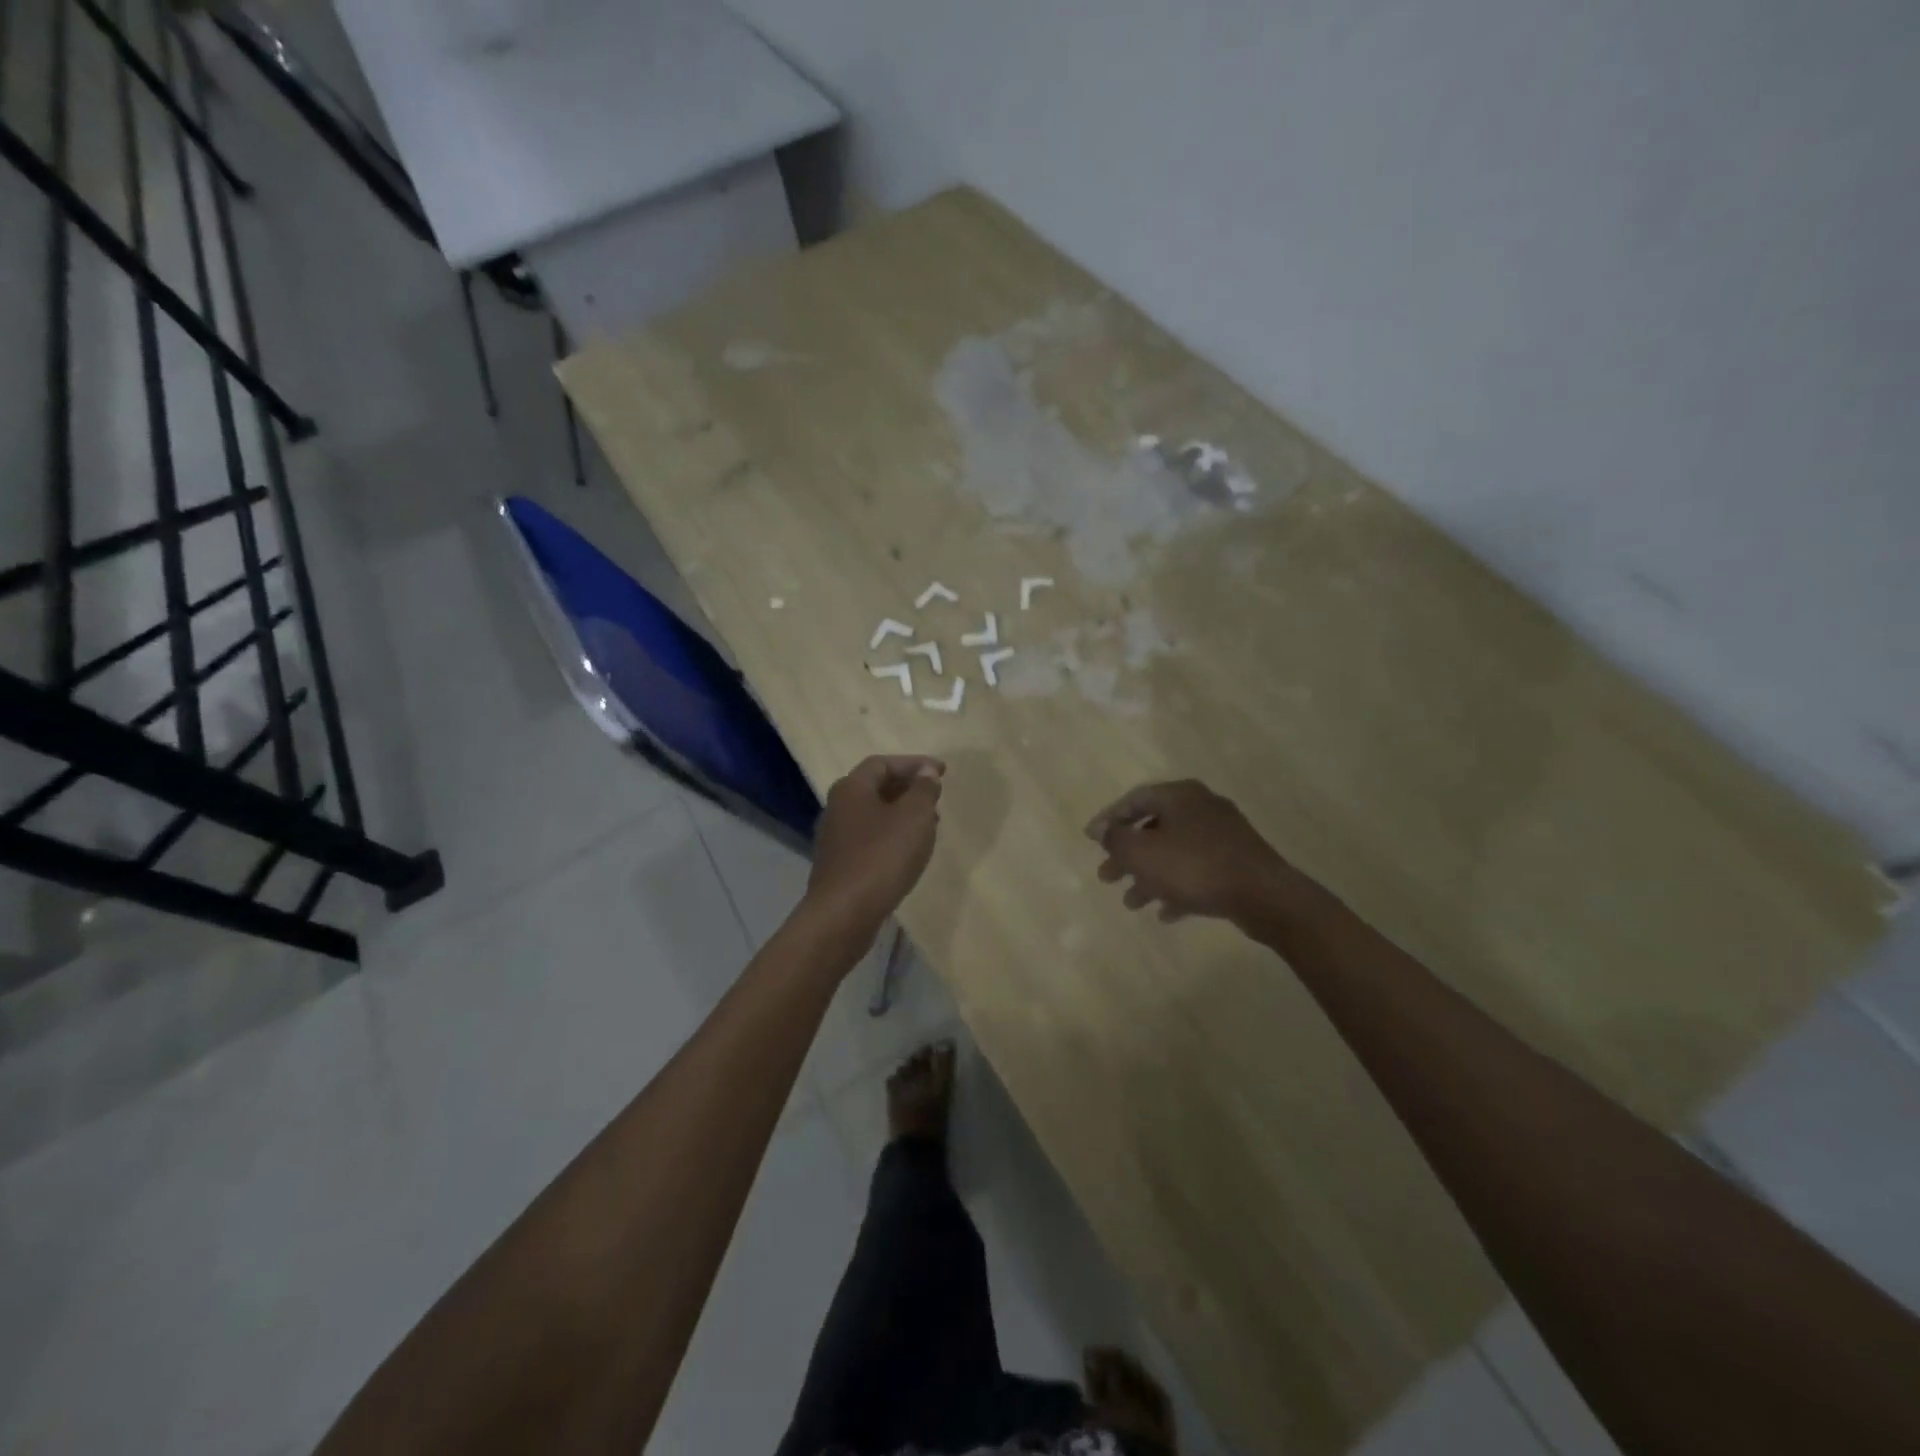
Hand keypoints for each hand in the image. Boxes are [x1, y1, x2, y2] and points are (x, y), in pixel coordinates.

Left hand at [803, 755, 945, 945]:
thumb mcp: (914, 817)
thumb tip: (926, 771)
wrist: (843, 914)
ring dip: (901, 813)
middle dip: (908, 788)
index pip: (883, 763)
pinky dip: (891, 835)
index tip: (941, 772)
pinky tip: (908, 852)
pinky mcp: (838, 863)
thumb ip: (923, 789)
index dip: (914, 763)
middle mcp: (837, 806)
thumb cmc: (882, 857)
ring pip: (873, 814)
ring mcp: (835, 837)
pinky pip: (869, 838)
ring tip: (929, 825)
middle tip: (935, 796)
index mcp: (852, 788)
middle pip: (875, 787)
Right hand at [1085, 779, 1299, 924]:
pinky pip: (1198, 872)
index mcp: (1180, 795)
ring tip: (1131, 903)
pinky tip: (1166, 913)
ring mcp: (1223, 835)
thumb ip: (1115, 838)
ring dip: (1149, 876)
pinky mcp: (1237, 862)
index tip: (1091, 841)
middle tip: (1106, 877)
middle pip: (1154, 828)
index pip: (1135, 799)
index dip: (1109, 820)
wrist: (1263, 896)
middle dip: (1128, 856)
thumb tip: (1100, 828)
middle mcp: (1202, 808)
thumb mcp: (1142, 852)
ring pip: (1175, 853)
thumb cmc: (1194, 867)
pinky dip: (1178, 888)